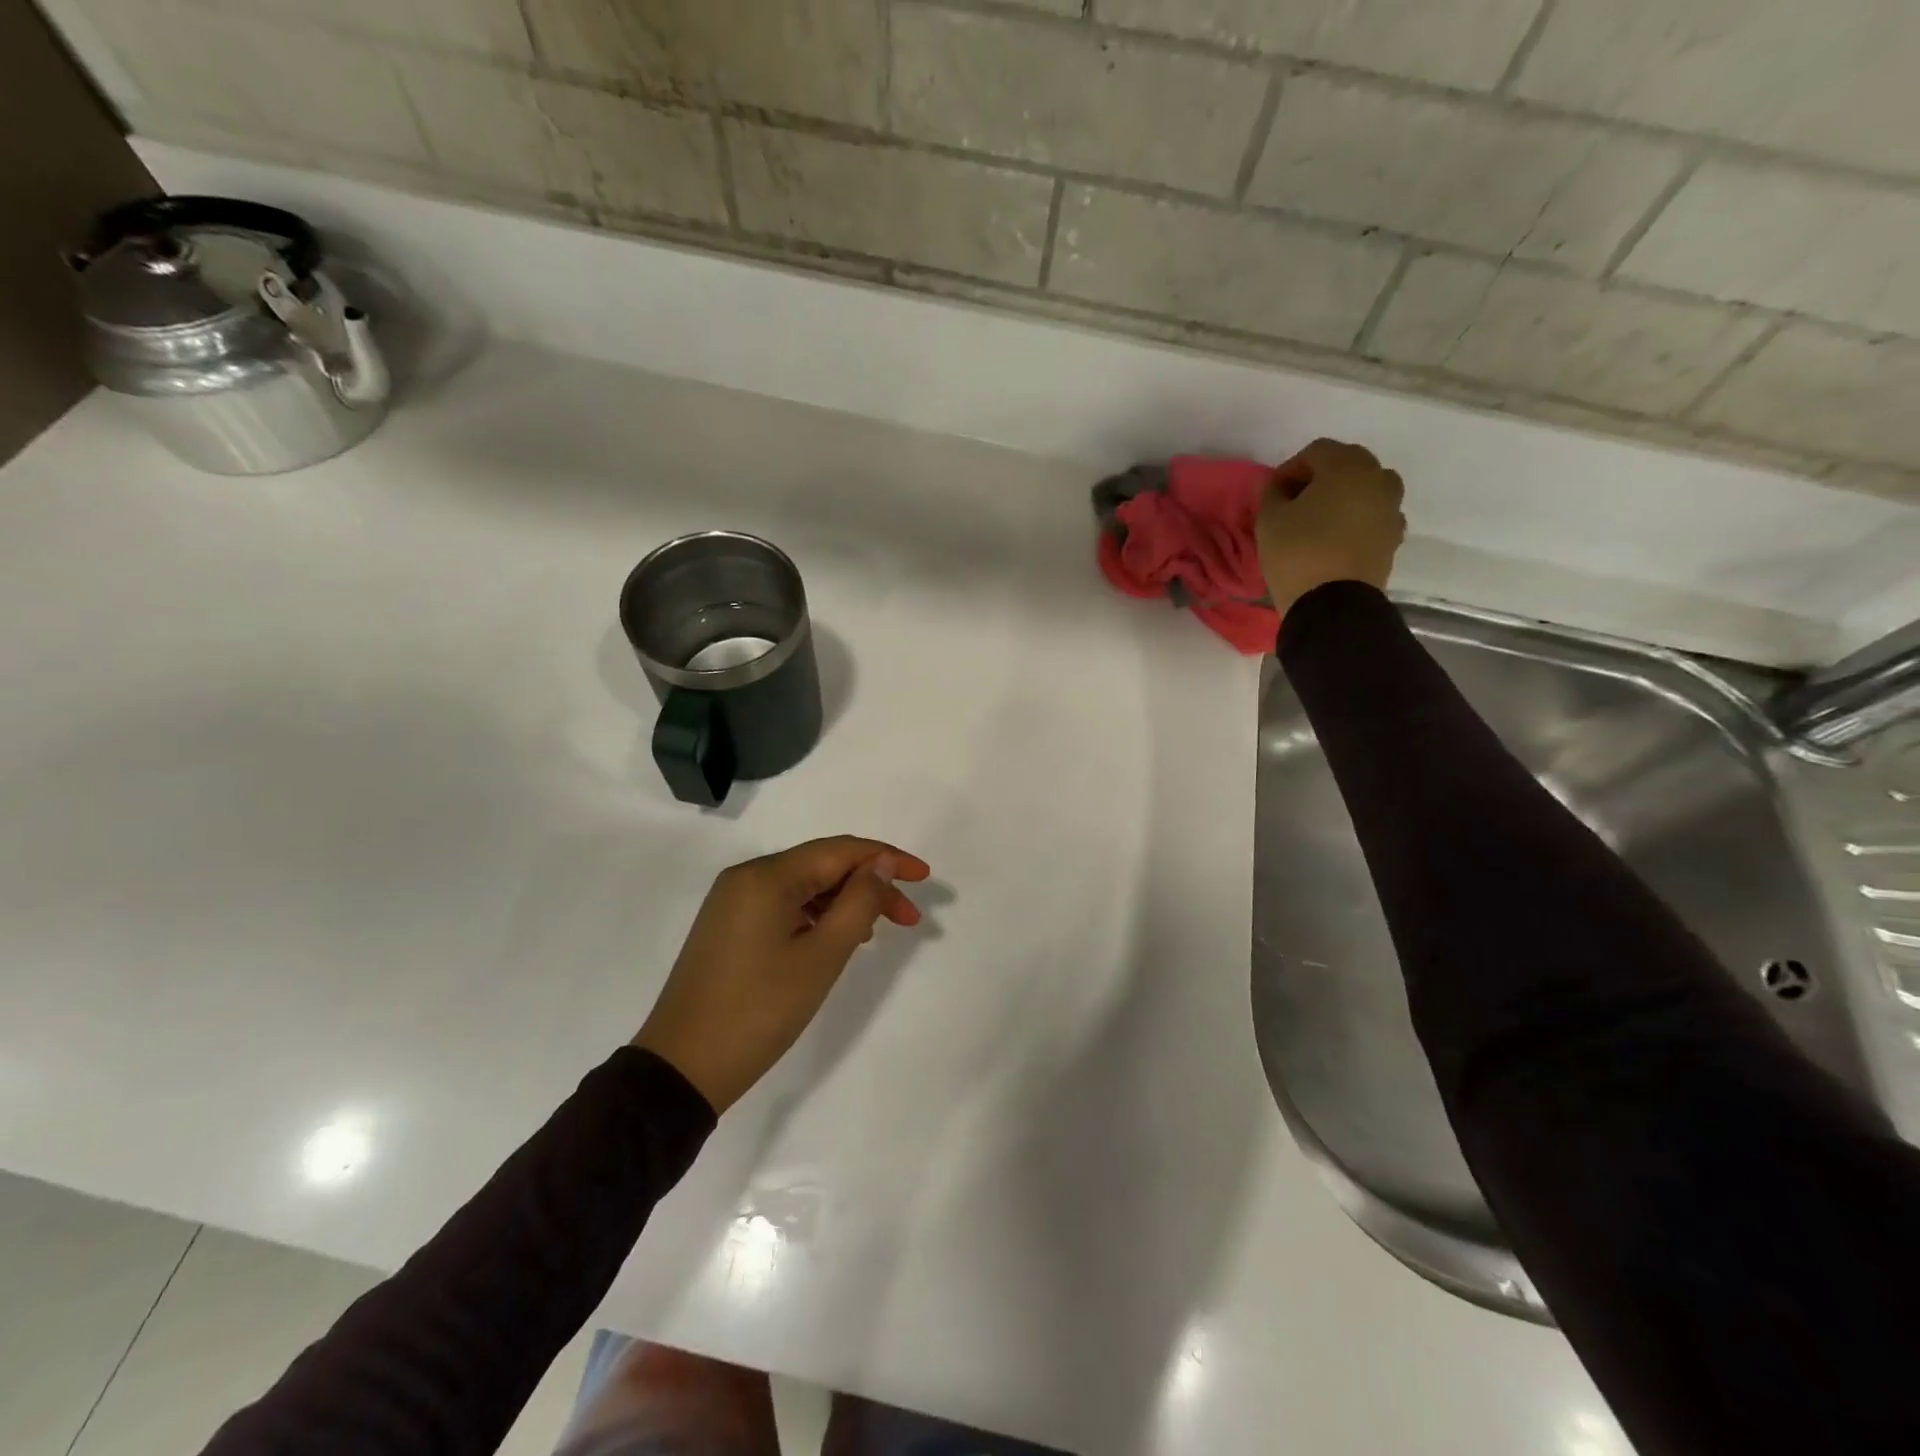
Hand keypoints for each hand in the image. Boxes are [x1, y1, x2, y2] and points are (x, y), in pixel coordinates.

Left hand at [634, 837, 931, 1112]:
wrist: (682, 1068)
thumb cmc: (759, 1011)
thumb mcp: (821, 956)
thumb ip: (858, 902)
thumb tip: (880, 862)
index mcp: (766, 876)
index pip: (839, 850)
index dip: (886, 858)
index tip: (925, 878)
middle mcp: (747, 877)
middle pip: (822, 865)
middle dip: (869, 884)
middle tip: (908, 918)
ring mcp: (734, 902)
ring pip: (804, 887)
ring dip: (845, 902)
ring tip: (875, 932)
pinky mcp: (729, 927)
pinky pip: (784, 906)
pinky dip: (817, 916)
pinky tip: (837, 939)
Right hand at [1257, 439, 1407, 618]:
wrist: (1333, 604)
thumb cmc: (1297, 553)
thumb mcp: (1269, 520)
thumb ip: (1272, 493)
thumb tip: (1278, 486)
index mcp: (1346, 466)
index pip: (1316, 451)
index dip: (1290, 469)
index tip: (1273, 493)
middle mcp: (1378, 478)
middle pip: (1347, 464)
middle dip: (1321, 478)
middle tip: (1296, 503)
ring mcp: (1391, 508)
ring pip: (1366, 489)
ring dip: (1344, 496)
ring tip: (1320, 520)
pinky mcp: (1394, 536)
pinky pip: (1374, 515)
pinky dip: (1358, 518)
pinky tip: (1337, 538)